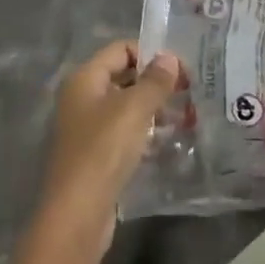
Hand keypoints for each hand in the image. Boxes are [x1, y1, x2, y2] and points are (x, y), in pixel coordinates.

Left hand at [38, 40, 182, 257]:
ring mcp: (86, 129)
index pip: (121, 49)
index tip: (181, 69)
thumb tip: (169, 58)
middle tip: (188, 92)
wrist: (76, 215)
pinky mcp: (95, 156)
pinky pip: (123, 133)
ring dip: (153, 108)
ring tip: (184, 117)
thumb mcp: (134, 109)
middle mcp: (81, 99)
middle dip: (155, 82)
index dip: (151, 53)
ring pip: (125, 107)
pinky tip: (165, 141)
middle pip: (123, 77)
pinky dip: (144, 132)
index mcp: (84, 79)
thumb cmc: (103, 150)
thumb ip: (155, 80)